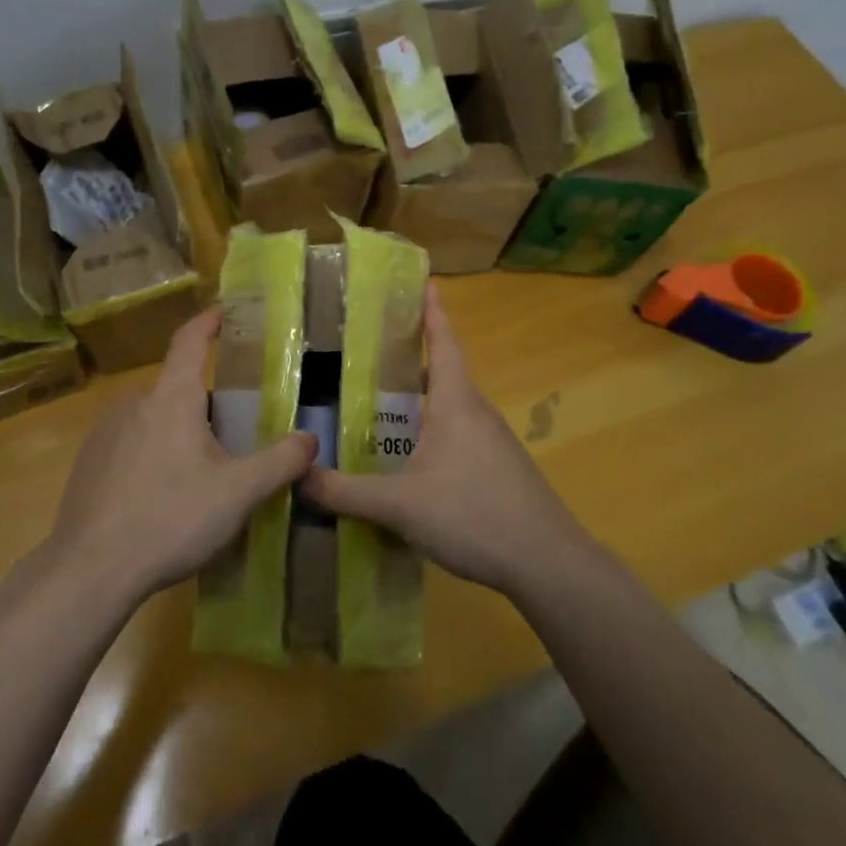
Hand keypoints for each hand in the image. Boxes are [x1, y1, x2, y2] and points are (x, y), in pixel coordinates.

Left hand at [44, 307, 316, 604]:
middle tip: (233, 438)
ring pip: (154, 419)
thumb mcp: (238, 493)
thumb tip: (310, 440)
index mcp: (172, 398)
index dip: (209, 321)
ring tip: (200, 475)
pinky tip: (161, 498)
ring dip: (179, 433)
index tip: (224, 311)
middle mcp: (134, 403)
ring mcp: (105, 432)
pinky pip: (130, 444)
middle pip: (179, 389)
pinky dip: (151, 455)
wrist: (90, 570)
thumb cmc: (171, 518)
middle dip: (207, 406)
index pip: (190, 340)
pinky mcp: (88, 462)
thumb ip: (280, 463)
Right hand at [301, 285, 591, 595]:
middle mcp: (476, 412)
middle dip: (408, 361)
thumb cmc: (474, 515)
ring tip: (377, 408)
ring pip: (448, 408)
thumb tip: (298, 476)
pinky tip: (409, 461)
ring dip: (418, 402)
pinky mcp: (499, 469)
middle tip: (367, 354)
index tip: (425, 281)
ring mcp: (492, 441)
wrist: (548, 563)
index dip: (432, 311)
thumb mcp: (400, 505)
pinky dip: (430, 432)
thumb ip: (346, 492)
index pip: (442, 343)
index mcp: (455, 402)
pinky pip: (458, 436)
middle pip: (441, 373)